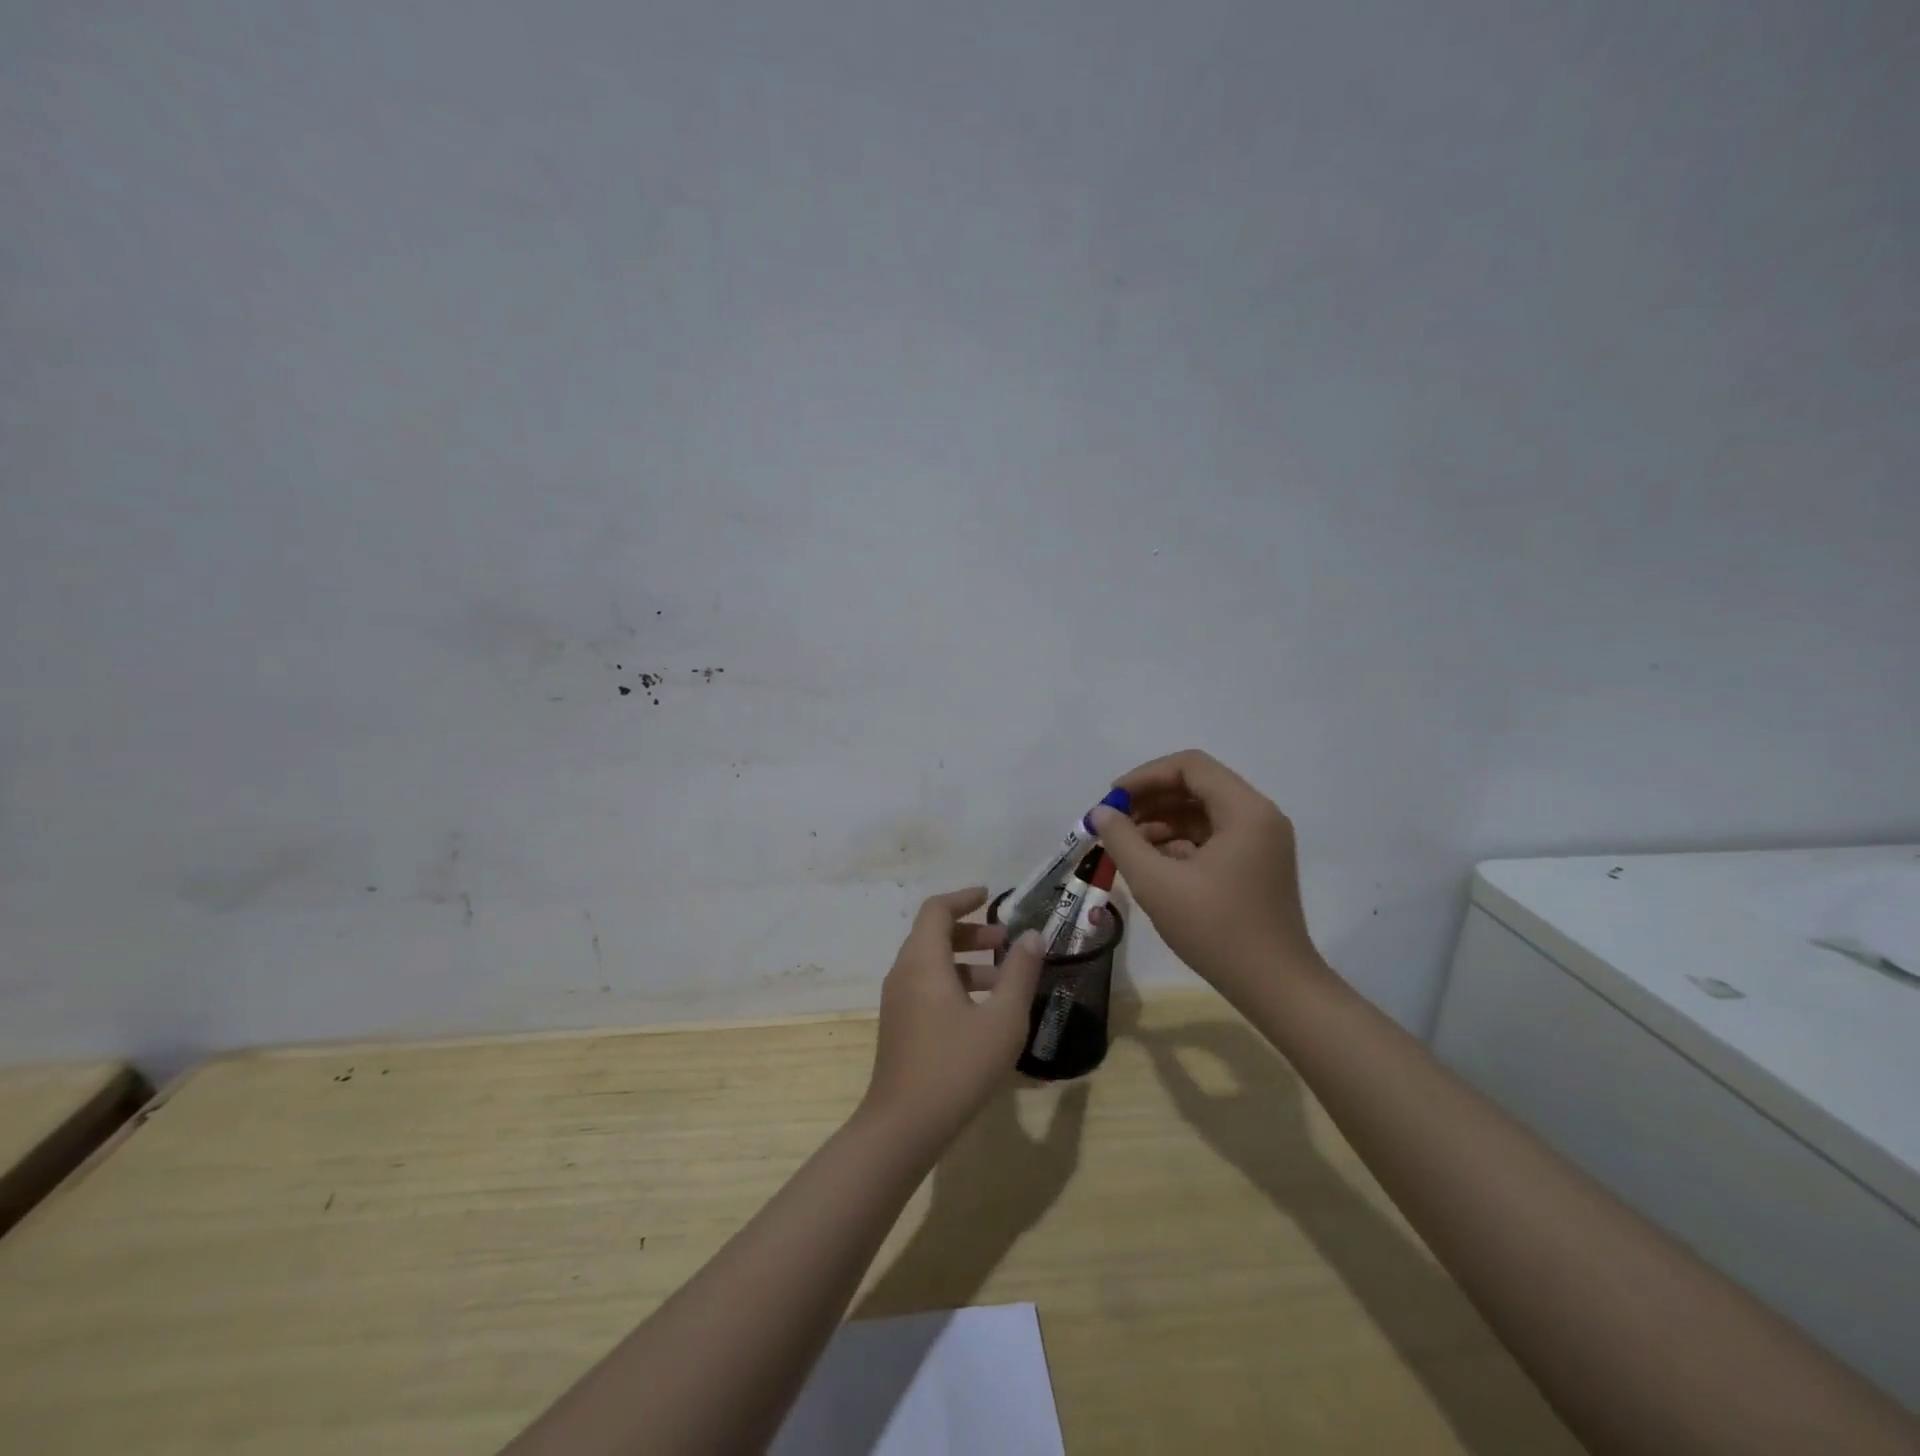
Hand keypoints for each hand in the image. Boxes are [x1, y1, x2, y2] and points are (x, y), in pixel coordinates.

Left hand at [862, 887, 1044, 1146]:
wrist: (903, 1126)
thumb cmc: (956, 1067)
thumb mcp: (1002, 1020)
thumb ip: (1020, 973)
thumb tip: (1032, 936)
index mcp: (923, 961)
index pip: (936, 909)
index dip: (963, 898)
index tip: (990, 897)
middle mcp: (904, 973)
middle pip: (933, 934)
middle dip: (970, 931)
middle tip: (1005, 942)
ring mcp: (897, 1001)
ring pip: (930, 963)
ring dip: (965, 960)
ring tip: (1003, 979)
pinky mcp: (899, 1025)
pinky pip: (925, 986)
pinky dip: (953, 982)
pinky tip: (982, 1012)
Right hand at [1092, 750, 1326, 999]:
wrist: (1276, 988)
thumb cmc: (1217, 930)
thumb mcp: (1157, 883)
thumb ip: (1123, 840)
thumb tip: (1101, 813)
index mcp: (1245, 810)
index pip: (1190, 766)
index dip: (1146, 776)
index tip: (1112, 799)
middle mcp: (1258, 816)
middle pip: (1197, 786)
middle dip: (1151, 799)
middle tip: (1113, 821)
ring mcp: (1260, 842)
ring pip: (1202, 813)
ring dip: (1162, 821)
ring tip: (1125, 845)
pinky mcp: (1256, 865)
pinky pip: (1212, 837)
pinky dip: (1179, 842)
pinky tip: (1150, 862)